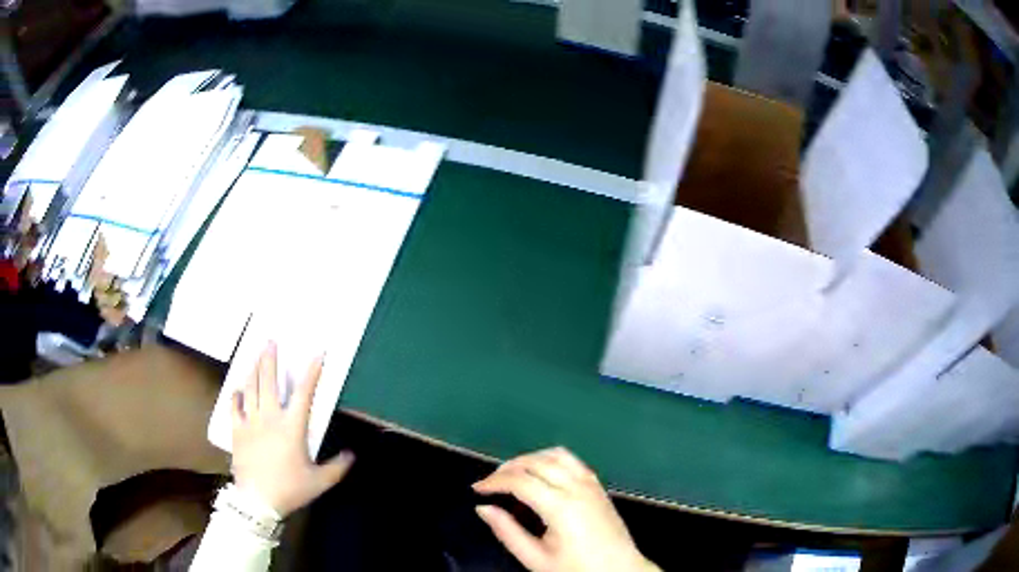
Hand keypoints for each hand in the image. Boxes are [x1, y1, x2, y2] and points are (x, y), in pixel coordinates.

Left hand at [231, 342, 354, 516]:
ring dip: (253, 369)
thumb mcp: (320, 481)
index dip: (312, 372)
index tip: (317, 354)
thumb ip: (337, 466)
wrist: (257, 500)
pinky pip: (234, 407)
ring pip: (250, 388)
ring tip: (255, 355)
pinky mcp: (236, 430)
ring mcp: (250, 421)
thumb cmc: (290, 489)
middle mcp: (270, 417)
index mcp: (292, 426)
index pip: (304, 393)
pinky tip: (238, 389)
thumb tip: (352, 455)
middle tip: (270, 341)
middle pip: (269, 381)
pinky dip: (236, 395)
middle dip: (270, 359)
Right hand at [473, 447, 657, 571]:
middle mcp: (577, 487)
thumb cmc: (577, 568)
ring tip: (512, 474)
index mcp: (560, 506)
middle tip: (490, 482)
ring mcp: (591, 482)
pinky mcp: (598, 484)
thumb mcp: (536, 559)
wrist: (620, 570)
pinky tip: (541, 473)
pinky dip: (550, 458)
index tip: (477, 489)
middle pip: (535, 462)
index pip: (520, 481)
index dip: (494, 481)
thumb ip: (507, 532)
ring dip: (529, 458)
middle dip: (507, 467)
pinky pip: (572, 460)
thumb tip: (483, 509)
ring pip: (555, 454)